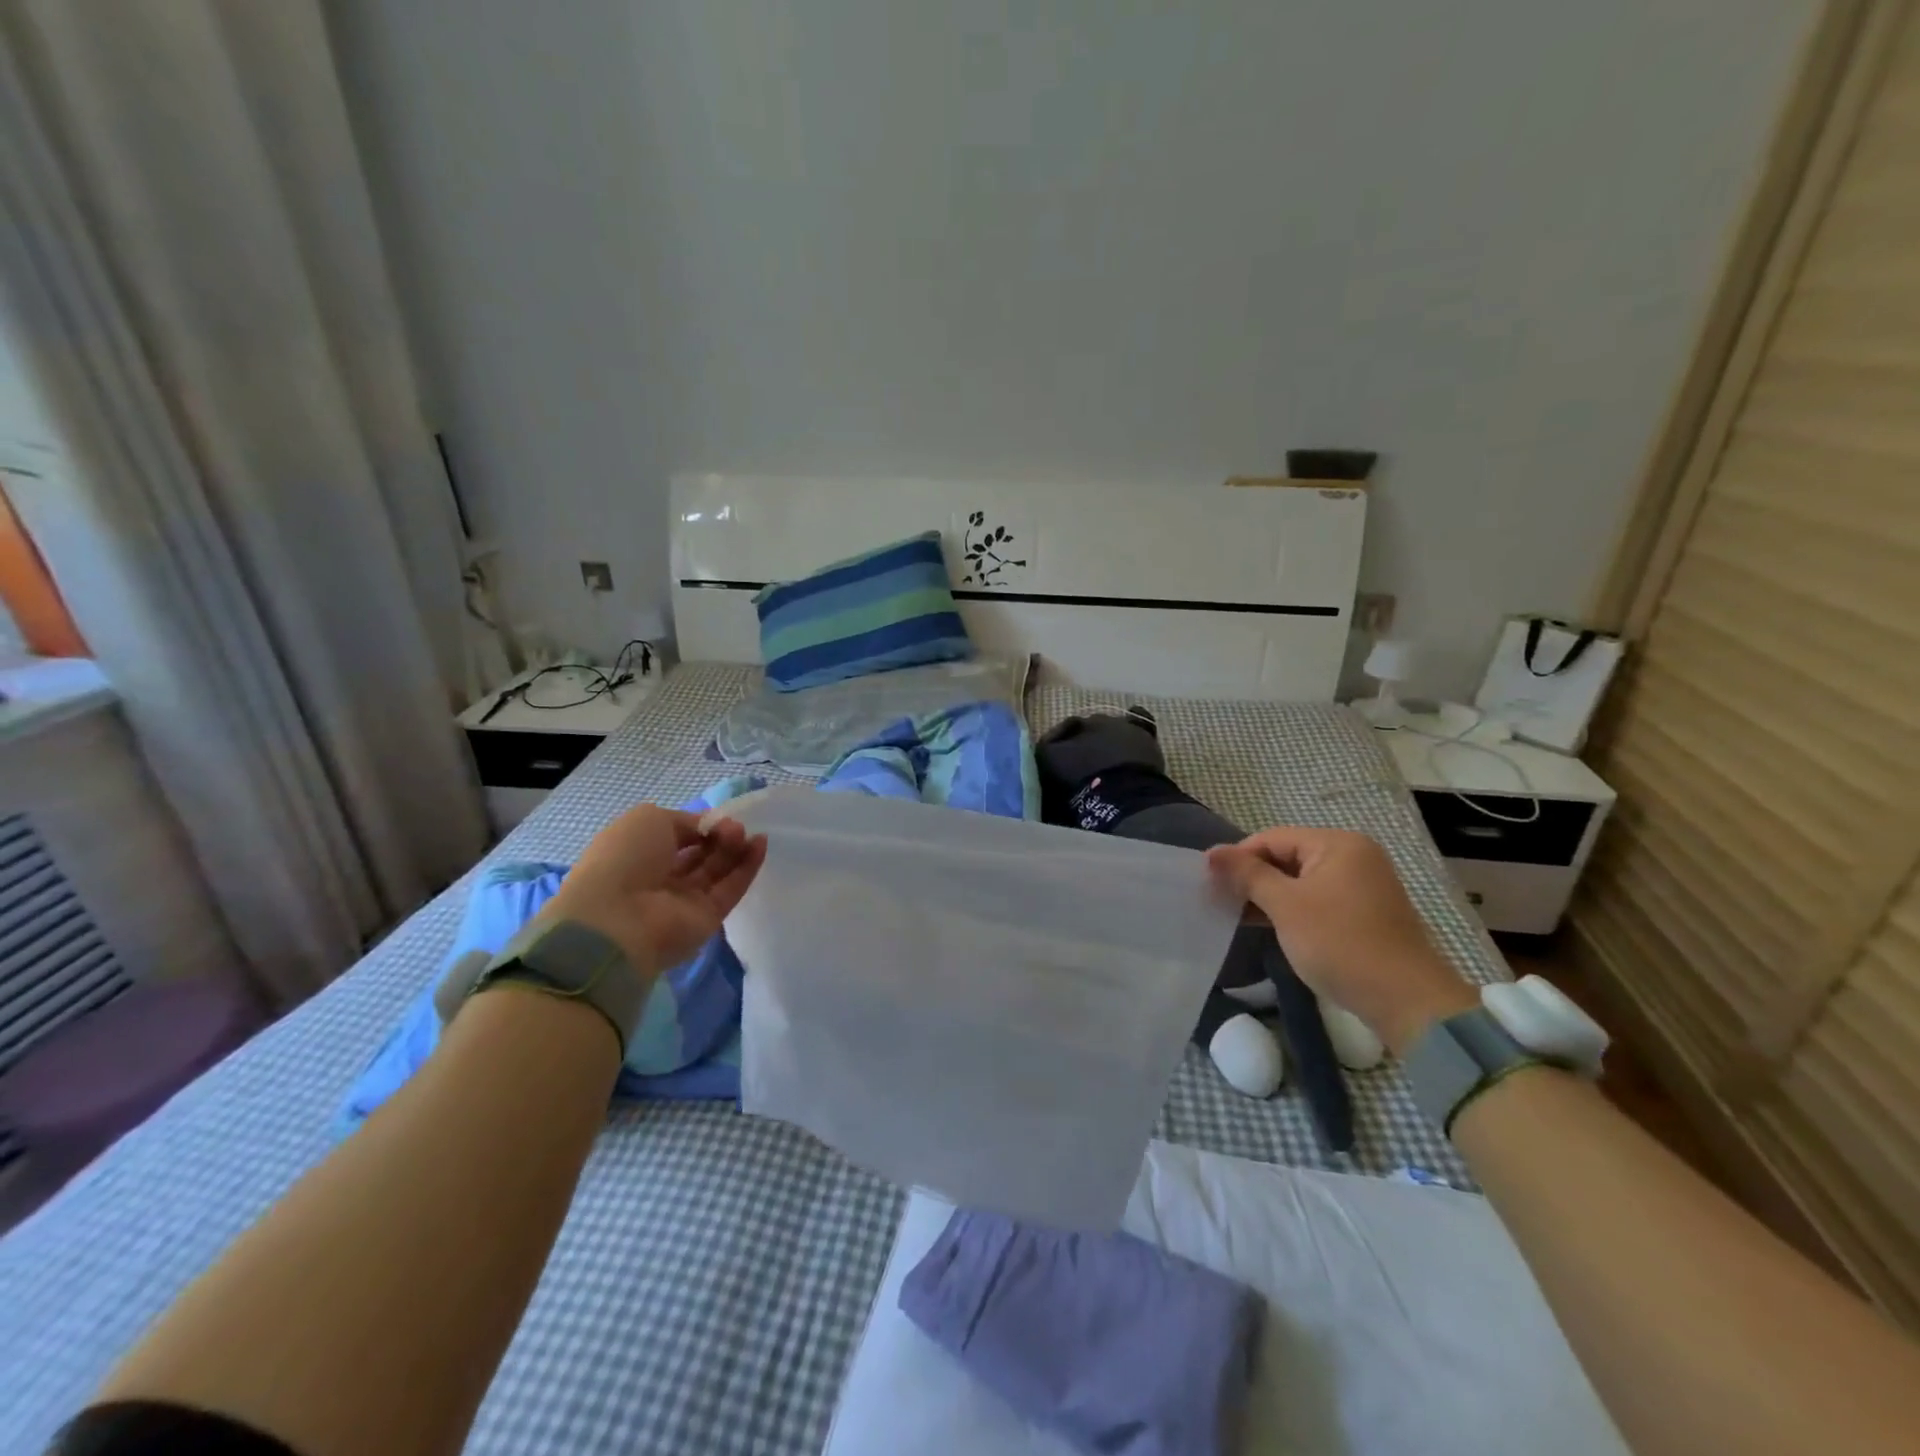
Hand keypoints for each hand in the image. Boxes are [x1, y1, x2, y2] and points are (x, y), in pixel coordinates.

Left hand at [533, 805, 766, 975]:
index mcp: (639, 853)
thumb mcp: (650, 820)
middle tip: (735, 827)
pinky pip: (731, 889)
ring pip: (718, 870)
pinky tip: (760, 844)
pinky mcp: (708, 918)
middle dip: (720, 835)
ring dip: (736, 848)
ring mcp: (685, 900)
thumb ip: (685, 821)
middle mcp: (661, 877)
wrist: (619, 920)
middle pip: (701, 853)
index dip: (700, 825)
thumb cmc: (625, 860)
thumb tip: (708, 829)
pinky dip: (747, 867)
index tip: (717, 818)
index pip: (678, 837)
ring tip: (749, 834)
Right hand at [1207, 826, 1476, 1053]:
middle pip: (1287, 856)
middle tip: (1219, 900)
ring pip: (1300, 880)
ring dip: (1268, 896)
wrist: (1407, 1002)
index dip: (1238, 858)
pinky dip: (1292, 909)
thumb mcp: (1285, 906)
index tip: (1209, 883)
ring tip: (1237, 916)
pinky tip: (1268, 926)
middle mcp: (1354, 856)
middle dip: (1252, 878)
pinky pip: (1317, 899)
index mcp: (1337, 844)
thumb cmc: (1340, 944)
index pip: (1272, 838)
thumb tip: (1211, 852)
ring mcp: (1362, 885)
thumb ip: (1247, 875)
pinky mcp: (1364, 912)